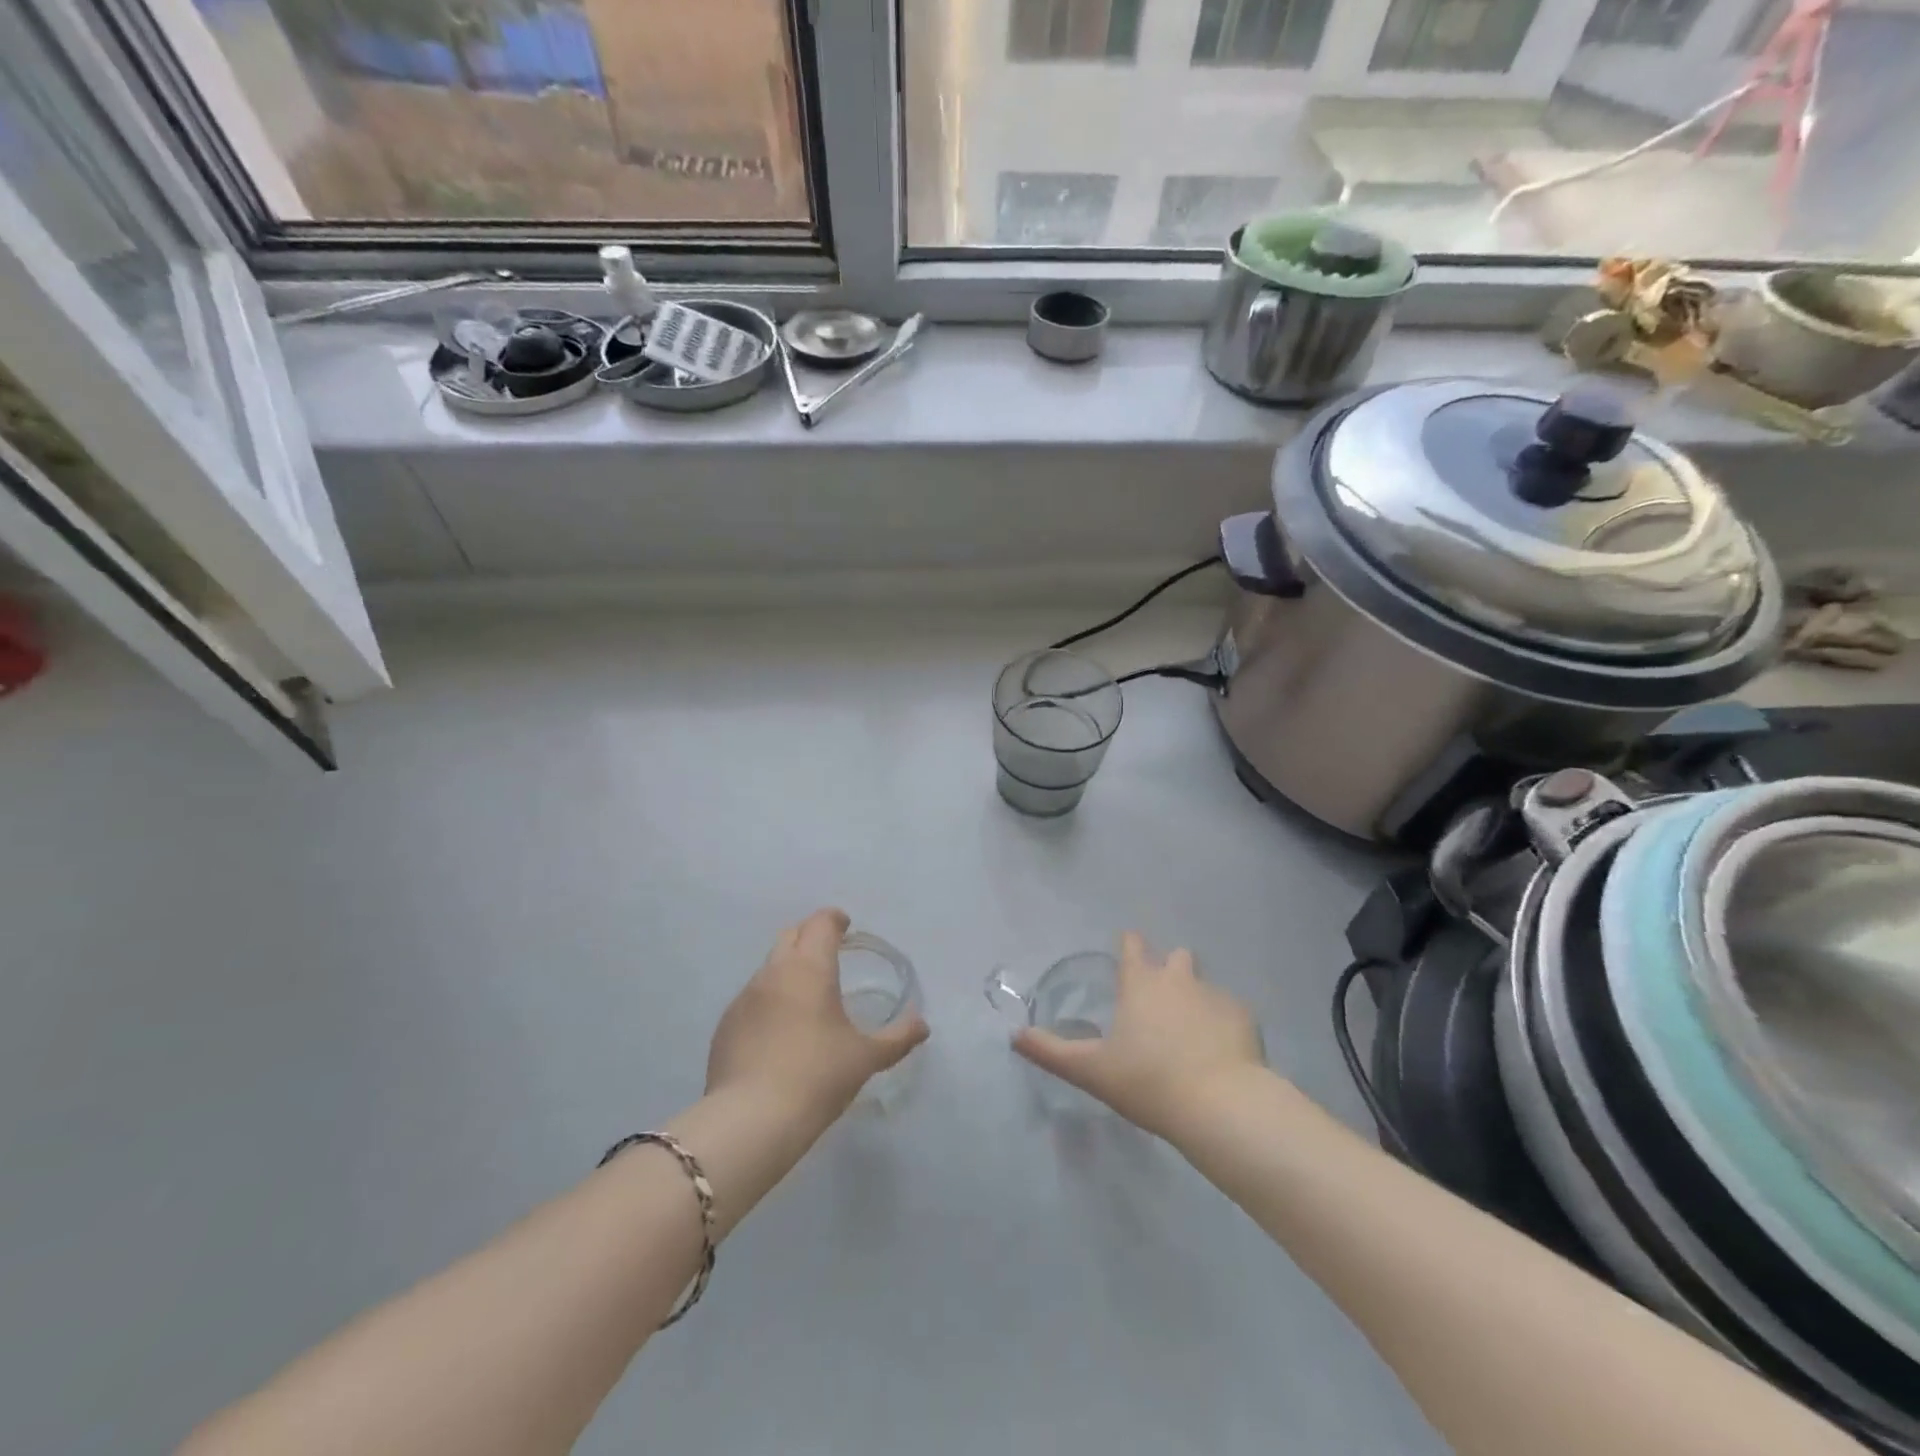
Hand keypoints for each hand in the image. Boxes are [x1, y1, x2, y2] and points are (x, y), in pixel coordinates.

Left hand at [707, 909, 929, 1119]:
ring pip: (769, 967)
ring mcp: (745, 998)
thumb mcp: (866, 1058)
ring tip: (806, 998)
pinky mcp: (726, 1025)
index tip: (845, 926)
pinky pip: (752, 999)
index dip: (834, 920)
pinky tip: (779, 1032)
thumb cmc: (818, 1076)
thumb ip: (898, 1038)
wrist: (751, 1119)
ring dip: (788, 970)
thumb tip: (922, 1025)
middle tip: (828, 954)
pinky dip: (769, 1001)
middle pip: (791, 935)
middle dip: (810, 937)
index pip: (821, 923)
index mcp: (810, 968)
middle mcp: (774, 972)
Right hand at [1013, 932, 1265, 1139]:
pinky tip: (1220, 1052)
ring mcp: (1216, 995)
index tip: (1128, 949)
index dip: (1129, 945)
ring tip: (1192, 1031)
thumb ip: (1051, 1051)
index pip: (1132, 945)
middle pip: (1176, 957)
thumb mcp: (1091, 1070)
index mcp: (1141, 983)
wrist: (1220, 1104)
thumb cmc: (1148, 1081)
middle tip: (1161, 999)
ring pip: (1204, 984)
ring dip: (1197, 998)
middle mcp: (1179, 979)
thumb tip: (1013, 1036)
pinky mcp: (1245, 1018)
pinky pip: (1231, 1012)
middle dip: (1169, 968)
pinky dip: (1223, 1024)